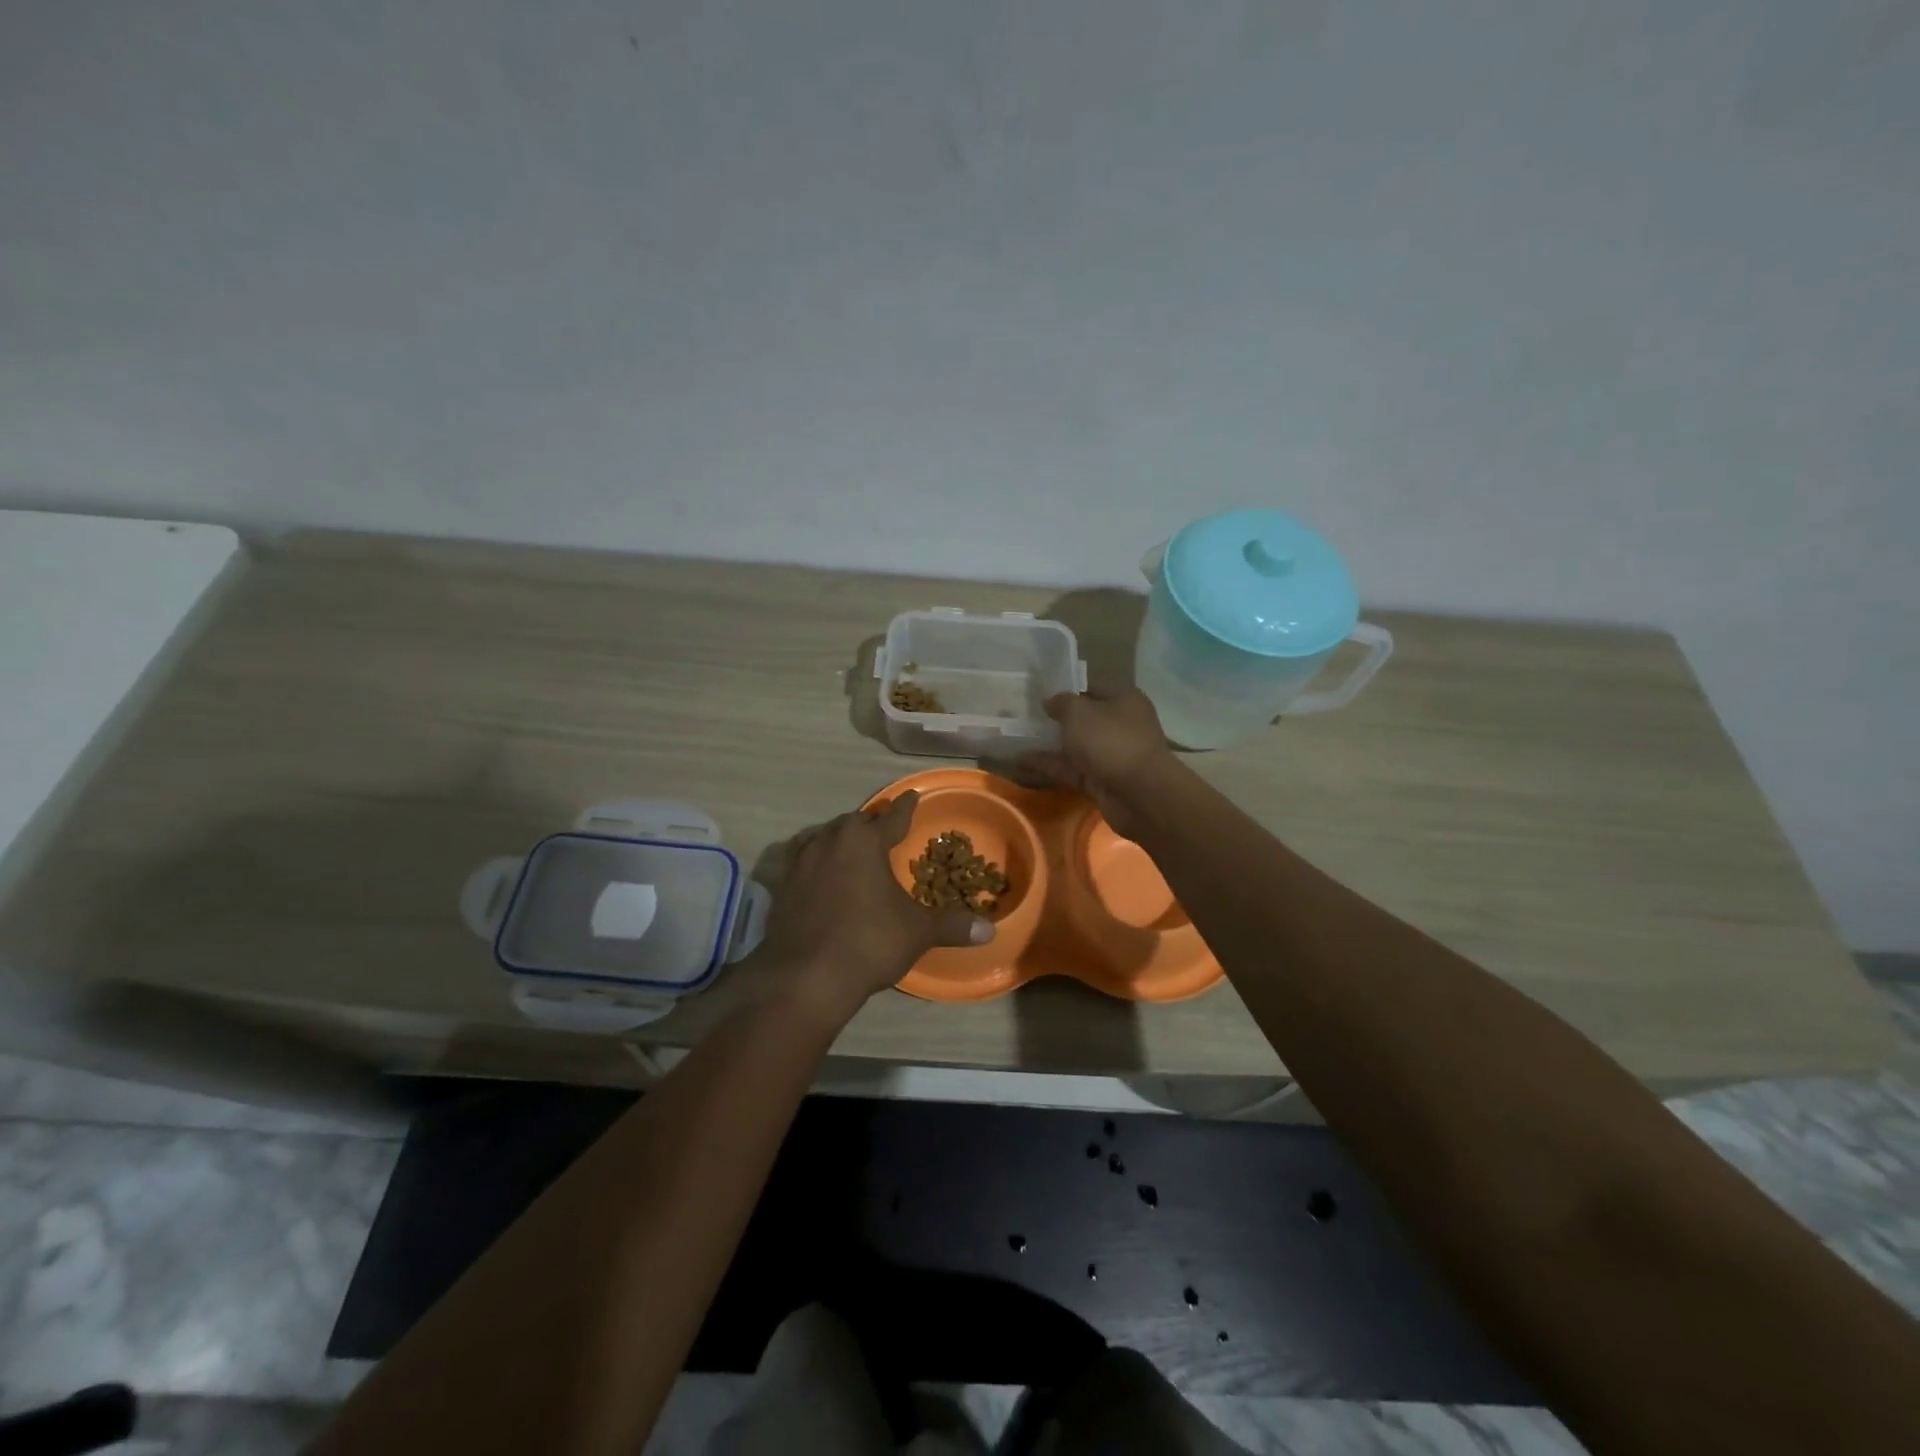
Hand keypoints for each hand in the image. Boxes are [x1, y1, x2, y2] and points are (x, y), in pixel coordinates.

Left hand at [751, 791, 994, 1023]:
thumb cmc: (869, 942)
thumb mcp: (917, 932)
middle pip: (854, 823)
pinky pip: (802, 862)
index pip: (892, 817)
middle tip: (884, 828)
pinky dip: (816, 864)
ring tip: (851, 849)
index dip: (906, 808)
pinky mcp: (781, 887)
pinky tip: (820, 877)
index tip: (912, 795)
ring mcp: (800, 863)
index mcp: (864, 841)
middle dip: (871, 824)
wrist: (805, 977)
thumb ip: (952, 925)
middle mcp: (829, 841)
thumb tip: (989, 930)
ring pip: (824, 838)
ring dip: (840, 840)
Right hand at [1017, 688, 1176, 840]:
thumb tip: (1051, 701)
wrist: (1139, 794)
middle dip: (1056, 719)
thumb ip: (1061, 703)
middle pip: (1083, 719)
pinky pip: (1071, 769)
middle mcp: (1120, 725)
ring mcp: (1111, 755)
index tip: (1038, 693)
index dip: (1065, 690)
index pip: (1090, 688)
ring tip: (1016, 738)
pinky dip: (1049, 765)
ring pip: (1076, 747)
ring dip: (1049, 744)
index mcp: (1123, 700)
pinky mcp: (1101, 781)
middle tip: (1024, 716)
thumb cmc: (1110, 740)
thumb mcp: (1079, 712)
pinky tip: (1021, 761)